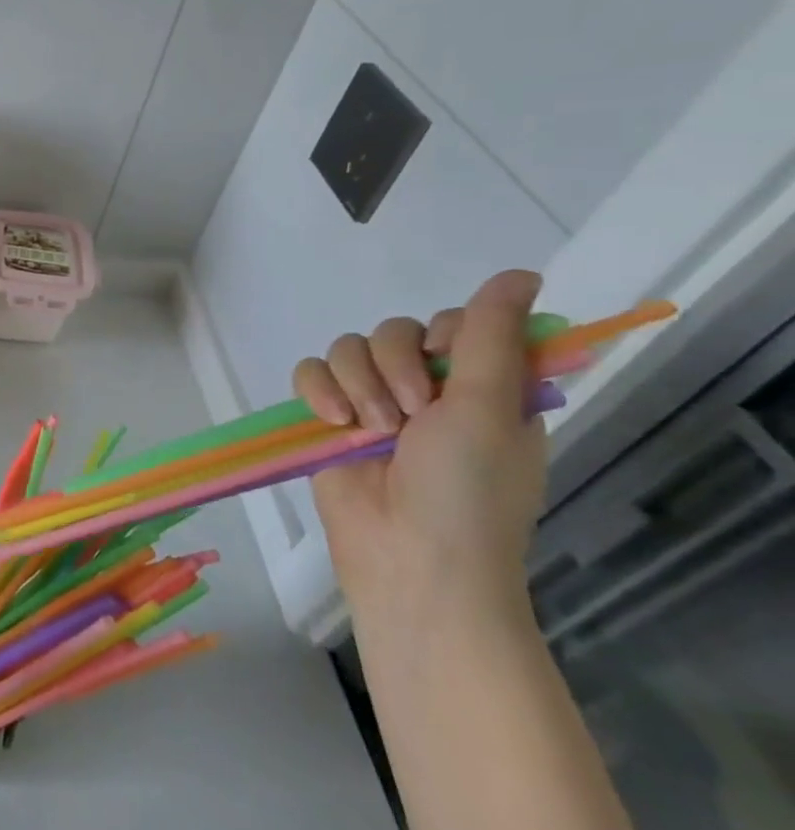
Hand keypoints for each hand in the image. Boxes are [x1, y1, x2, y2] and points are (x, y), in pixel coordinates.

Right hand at [292, 269, 547, 637]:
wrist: (409, 557)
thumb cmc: (467, 490)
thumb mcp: (487, 408)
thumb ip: (490, 338)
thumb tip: (520, 273)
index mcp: (482, 389)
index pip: (455, 324)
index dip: (446, 335)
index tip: (449, 366)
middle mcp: (427, 391)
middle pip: (393, 331)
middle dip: (393, 367)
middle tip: (411, 414)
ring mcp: (372, 404)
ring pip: (346, 349)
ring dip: (357, 384)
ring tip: (369, 429)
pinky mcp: (327, 417)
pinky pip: (309, 372)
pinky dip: (317, 390)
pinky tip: (332, 420)